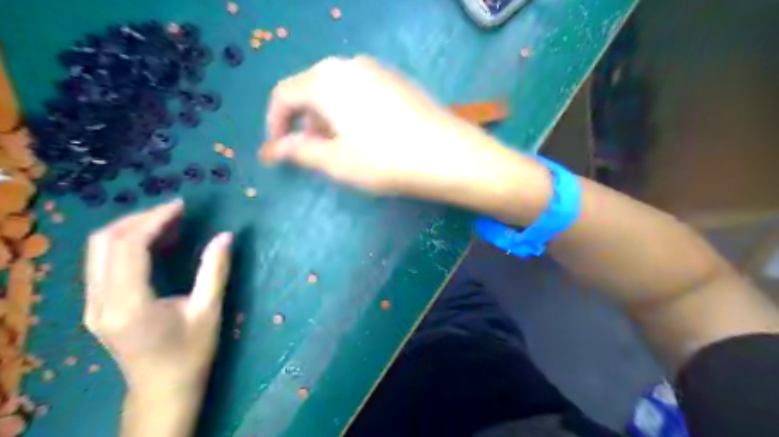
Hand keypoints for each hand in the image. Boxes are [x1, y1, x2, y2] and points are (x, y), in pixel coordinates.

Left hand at [85, 200, 231, 390]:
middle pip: (104, 242)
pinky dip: (126, 244)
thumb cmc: (191, 352)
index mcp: (129, 305)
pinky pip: (102, 263)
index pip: (129, 247)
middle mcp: (100, 302)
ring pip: (98, 250)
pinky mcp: (95, 306)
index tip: (181, 206)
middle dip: (140, 218)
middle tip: (175, 211)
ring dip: (131, 228)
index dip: (154, 220)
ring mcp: (92, 305)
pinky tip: (154, 242)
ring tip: (167, 222)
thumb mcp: (208, 311)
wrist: (162, 389)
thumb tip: (226, 236)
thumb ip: (215, 270)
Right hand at [262, 54, 515, 199]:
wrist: (447, 154)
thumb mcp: (336, 161)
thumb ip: (299, 151)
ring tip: (339, 148)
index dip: (275, 124)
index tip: (276, 151)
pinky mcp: (397, 81)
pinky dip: (351, 113)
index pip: (284, 95)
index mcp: (326, 80)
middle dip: (304, 123)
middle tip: (311, 153)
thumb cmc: (384, 160)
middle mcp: (349, 64)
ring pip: (338, 92)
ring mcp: (377, 70)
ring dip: (328, 119)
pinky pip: (361, 93)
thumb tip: (273, 149)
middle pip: (312, 91)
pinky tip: (366, 136)